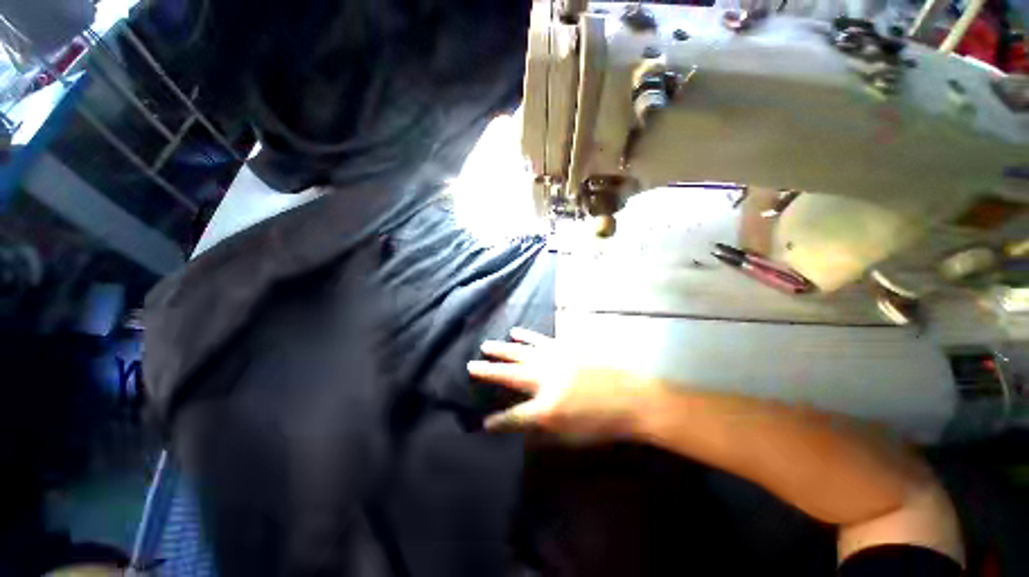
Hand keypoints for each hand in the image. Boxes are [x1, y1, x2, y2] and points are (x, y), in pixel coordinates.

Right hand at [467, 327, 650, 441]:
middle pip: (509, 373)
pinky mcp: (564, 346)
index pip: (513, 417)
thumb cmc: (602, 422)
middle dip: (488, 370)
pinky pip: (539, 339)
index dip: (497, 422)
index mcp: (546, 407)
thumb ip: (542, 429)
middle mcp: (544, 379)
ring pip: (521, 351)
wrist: (633, 397)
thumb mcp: (571, 436)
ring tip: (487, 345)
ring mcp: (554, 358)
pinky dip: (526, 336)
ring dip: (502, 348)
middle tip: (471, 364)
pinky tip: (516, 332)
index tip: (483, 423)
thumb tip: (522, 424)